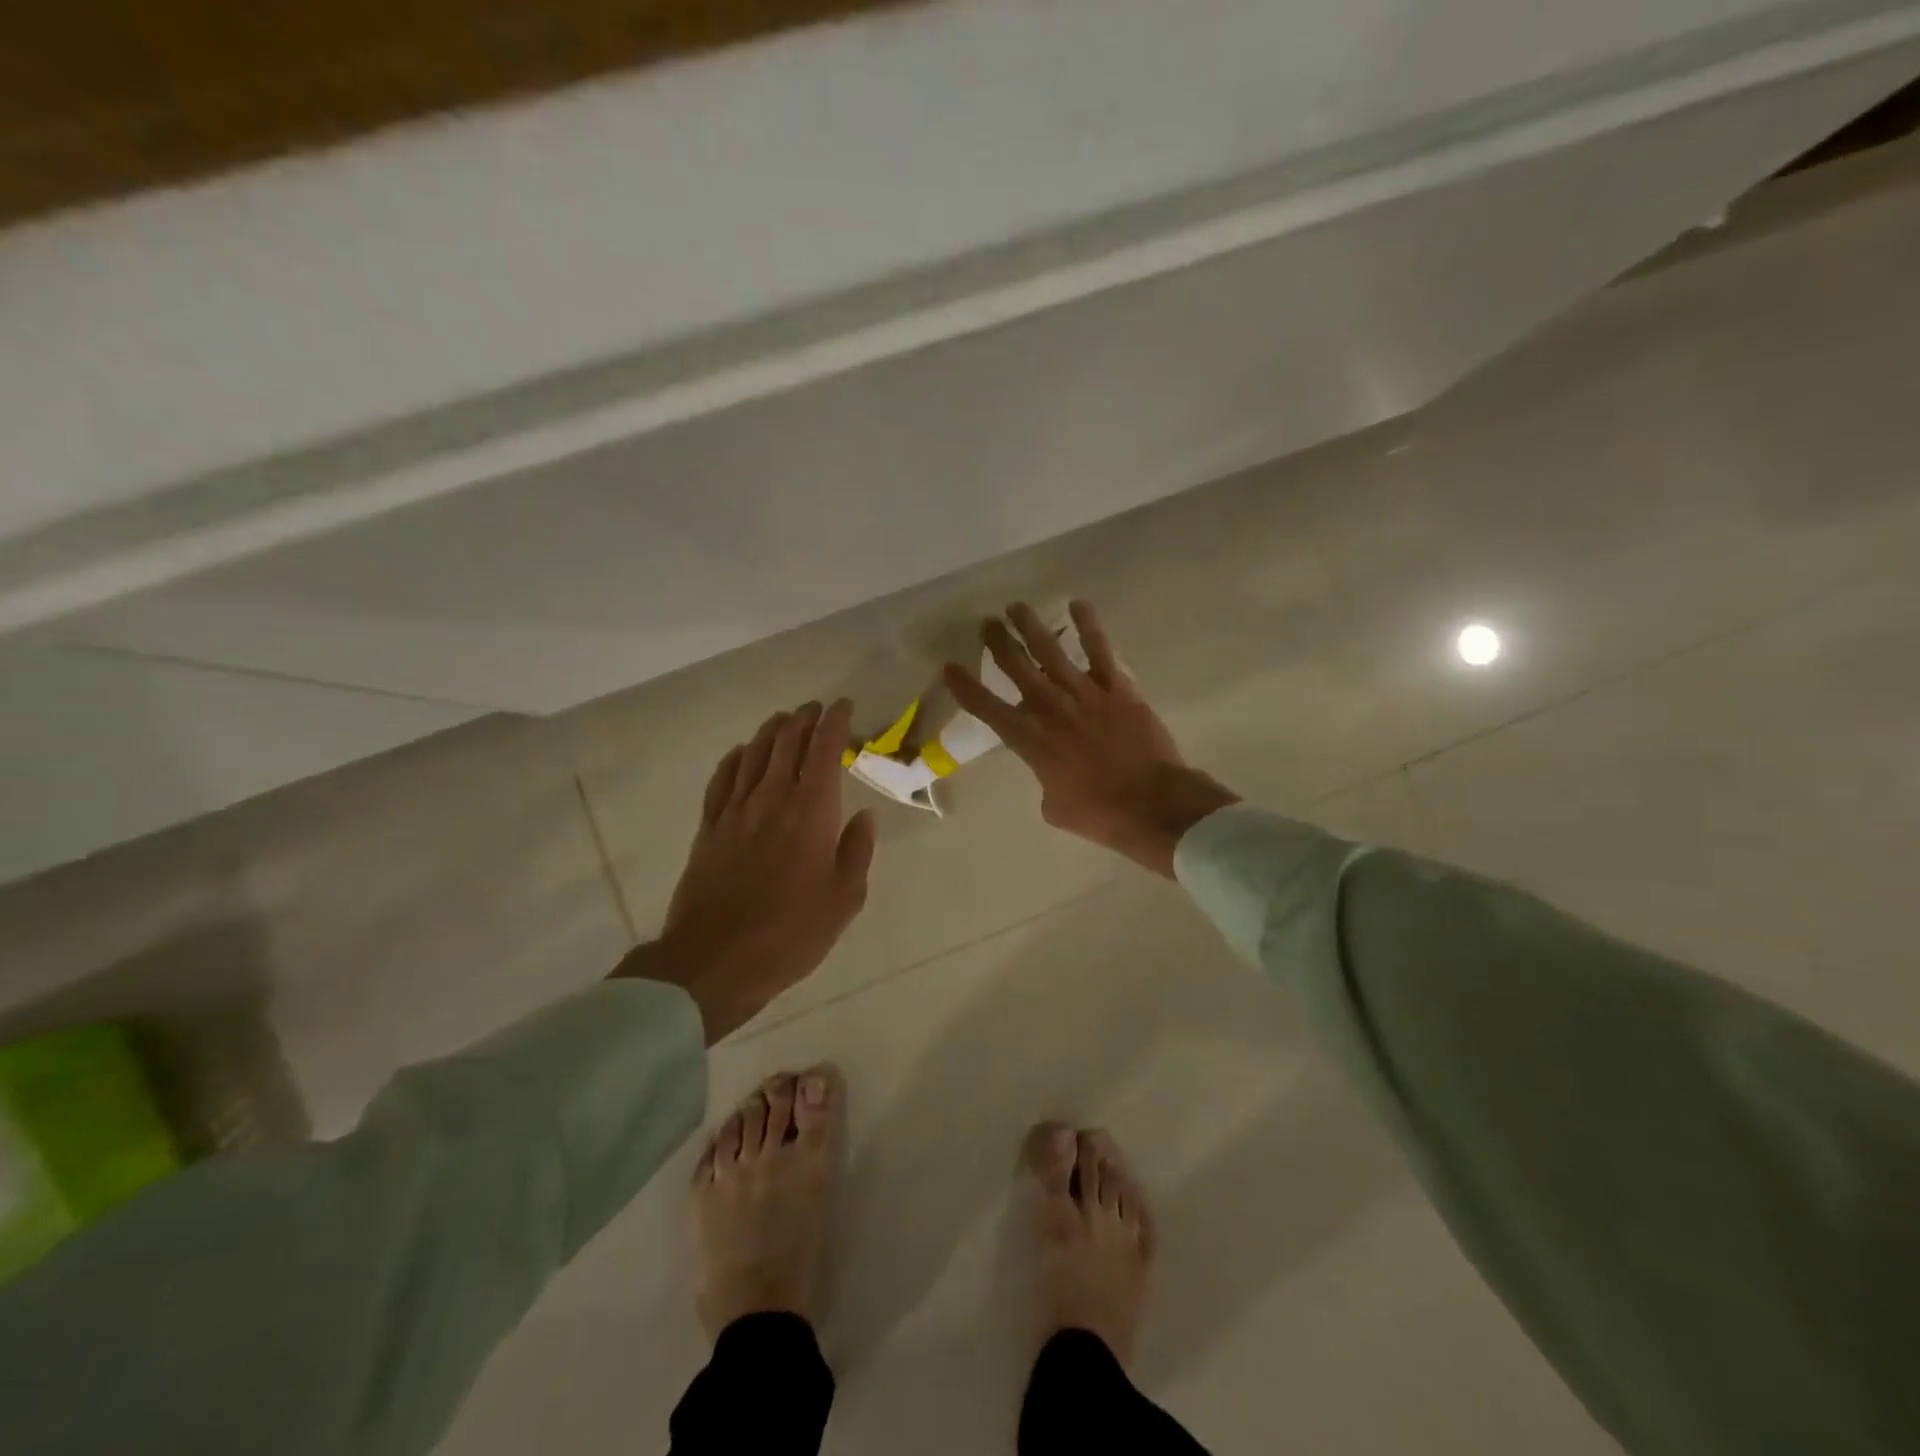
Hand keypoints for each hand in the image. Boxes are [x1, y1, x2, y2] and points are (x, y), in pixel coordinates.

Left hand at [615, 700, 876, 1042]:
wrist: (717, 959)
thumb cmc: (792, 932)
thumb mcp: (845, 898)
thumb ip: (857, 850)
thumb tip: (865, 815)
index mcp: (812, 811)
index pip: (824, 750)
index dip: (835, 723)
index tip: (843, 707)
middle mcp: (773, 798)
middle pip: (787, 743)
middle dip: (804, 719)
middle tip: (815, 709)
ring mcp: (735, 811)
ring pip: (753, 754)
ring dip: (770, 732)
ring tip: (783, 720)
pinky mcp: (709, 829)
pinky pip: (721, 781)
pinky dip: (733, 760)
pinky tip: (739, 753)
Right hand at [943, 601, 1238, 876]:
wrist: (1152, 805)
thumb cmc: (1100, 814)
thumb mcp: (1055, 806)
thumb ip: (1045, 780)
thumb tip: (1053, 770)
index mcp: (1033, 742)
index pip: (990, 710)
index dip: (967, 688)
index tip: (950, 667)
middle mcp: (1053, 710)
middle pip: (1018, 670)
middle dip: (1000, 644)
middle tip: (987, 623)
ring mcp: (1086, 695)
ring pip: (1052, 653)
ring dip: (1032, 628)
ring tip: (1016, 607)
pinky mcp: (1118, 690)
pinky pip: (1100, 652)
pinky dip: (1088, 627)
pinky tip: (1078, 605)